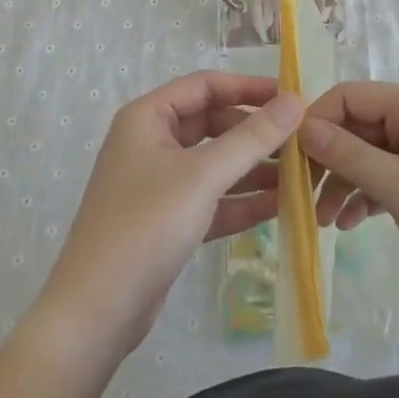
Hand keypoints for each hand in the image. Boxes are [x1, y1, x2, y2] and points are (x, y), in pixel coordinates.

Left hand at [35, 72, 302, 361]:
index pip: (205, 86)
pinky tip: (280, 206)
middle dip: (255, 132)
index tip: (291, 97)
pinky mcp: (167, 221)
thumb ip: (252, 138)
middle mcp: (151, 142)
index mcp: (148, 117)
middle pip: (212, 123)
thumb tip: (295, 101)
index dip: (248, 87)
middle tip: (302, 141)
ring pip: (214, 163)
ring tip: (300, 174)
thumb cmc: (146, 224)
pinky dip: (241, 201)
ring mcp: (158, 183)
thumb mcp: (203, 175)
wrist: (96, 311)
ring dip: (253, 168)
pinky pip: (211, 199)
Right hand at [299, 82, 398, 318]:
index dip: (316, 122)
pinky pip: (386, 178)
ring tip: (323, 220)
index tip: (289, 159)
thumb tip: (302, 126)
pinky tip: (350, 224)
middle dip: (327, 159)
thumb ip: (348, 155)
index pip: (347, 96)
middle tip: (299, 196)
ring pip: (368, 155)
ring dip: (343, 182)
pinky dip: (366, 196)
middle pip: (355, 126)